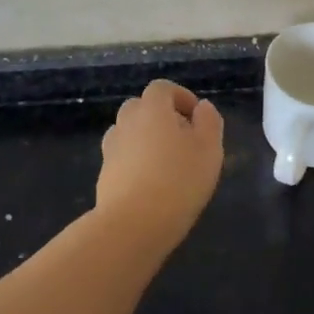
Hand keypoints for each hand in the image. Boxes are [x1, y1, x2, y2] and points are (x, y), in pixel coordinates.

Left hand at [95, 80, 224, 245]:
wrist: (132, 225)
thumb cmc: (179, 180)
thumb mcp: (209, 148)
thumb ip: (209, 121)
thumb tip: (202, 107)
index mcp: (152, 109)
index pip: (162, 88)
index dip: (180, 96)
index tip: (196, 117)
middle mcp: (127, 122)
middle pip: (140, 108)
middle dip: (160, 117)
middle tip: (182, 139)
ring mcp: (111, 149)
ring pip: (128, 133)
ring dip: (146, 140)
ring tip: (167, 163)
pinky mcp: (104, 176)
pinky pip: (122, 159)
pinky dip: (135, 163)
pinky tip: (152, 185)